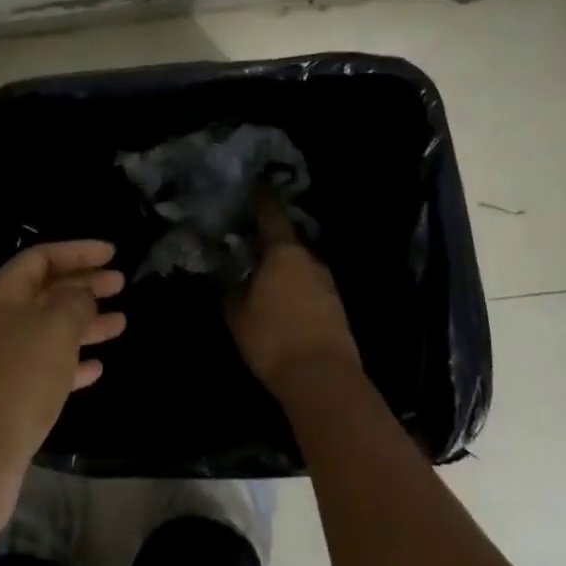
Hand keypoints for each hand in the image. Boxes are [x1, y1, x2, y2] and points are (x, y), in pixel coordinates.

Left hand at [0, 241, 125, 535]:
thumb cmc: (17, 380)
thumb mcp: (53, 330)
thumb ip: (75, 302)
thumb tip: (82, 292)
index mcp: (0, 295)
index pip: (41, 258)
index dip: (78, 251)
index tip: (112, 253)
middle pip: (46, 291)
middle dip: (84, 285)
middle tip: (121, 284)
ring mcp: (2, 358)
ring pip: (49, 329)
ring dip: (84, 323)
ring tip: (121, 323)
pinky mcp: (9, 393)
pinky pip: (46, 366)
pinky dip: (72, 362)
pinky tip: (97, 366)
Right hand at [228, 191, 361, 399]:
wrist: (323, 380)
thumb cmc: (273, 338)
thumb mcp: (237, 313)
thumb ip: (232, 289)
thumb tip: (230, 276)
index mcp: (284, 252)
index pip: (271, 214)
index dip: (262, 198)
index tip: (255, 185)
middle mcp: (309, 260)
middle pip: (287, 241)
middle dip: (269, 242)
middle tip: (248, 244)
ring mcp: (328, 284)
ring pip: (300, 265)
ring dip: (283, 267)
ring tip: (263, 277)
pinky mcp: (336, 308)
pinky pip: (310, 287)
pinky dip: (295, 288)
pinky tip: (282, 302)